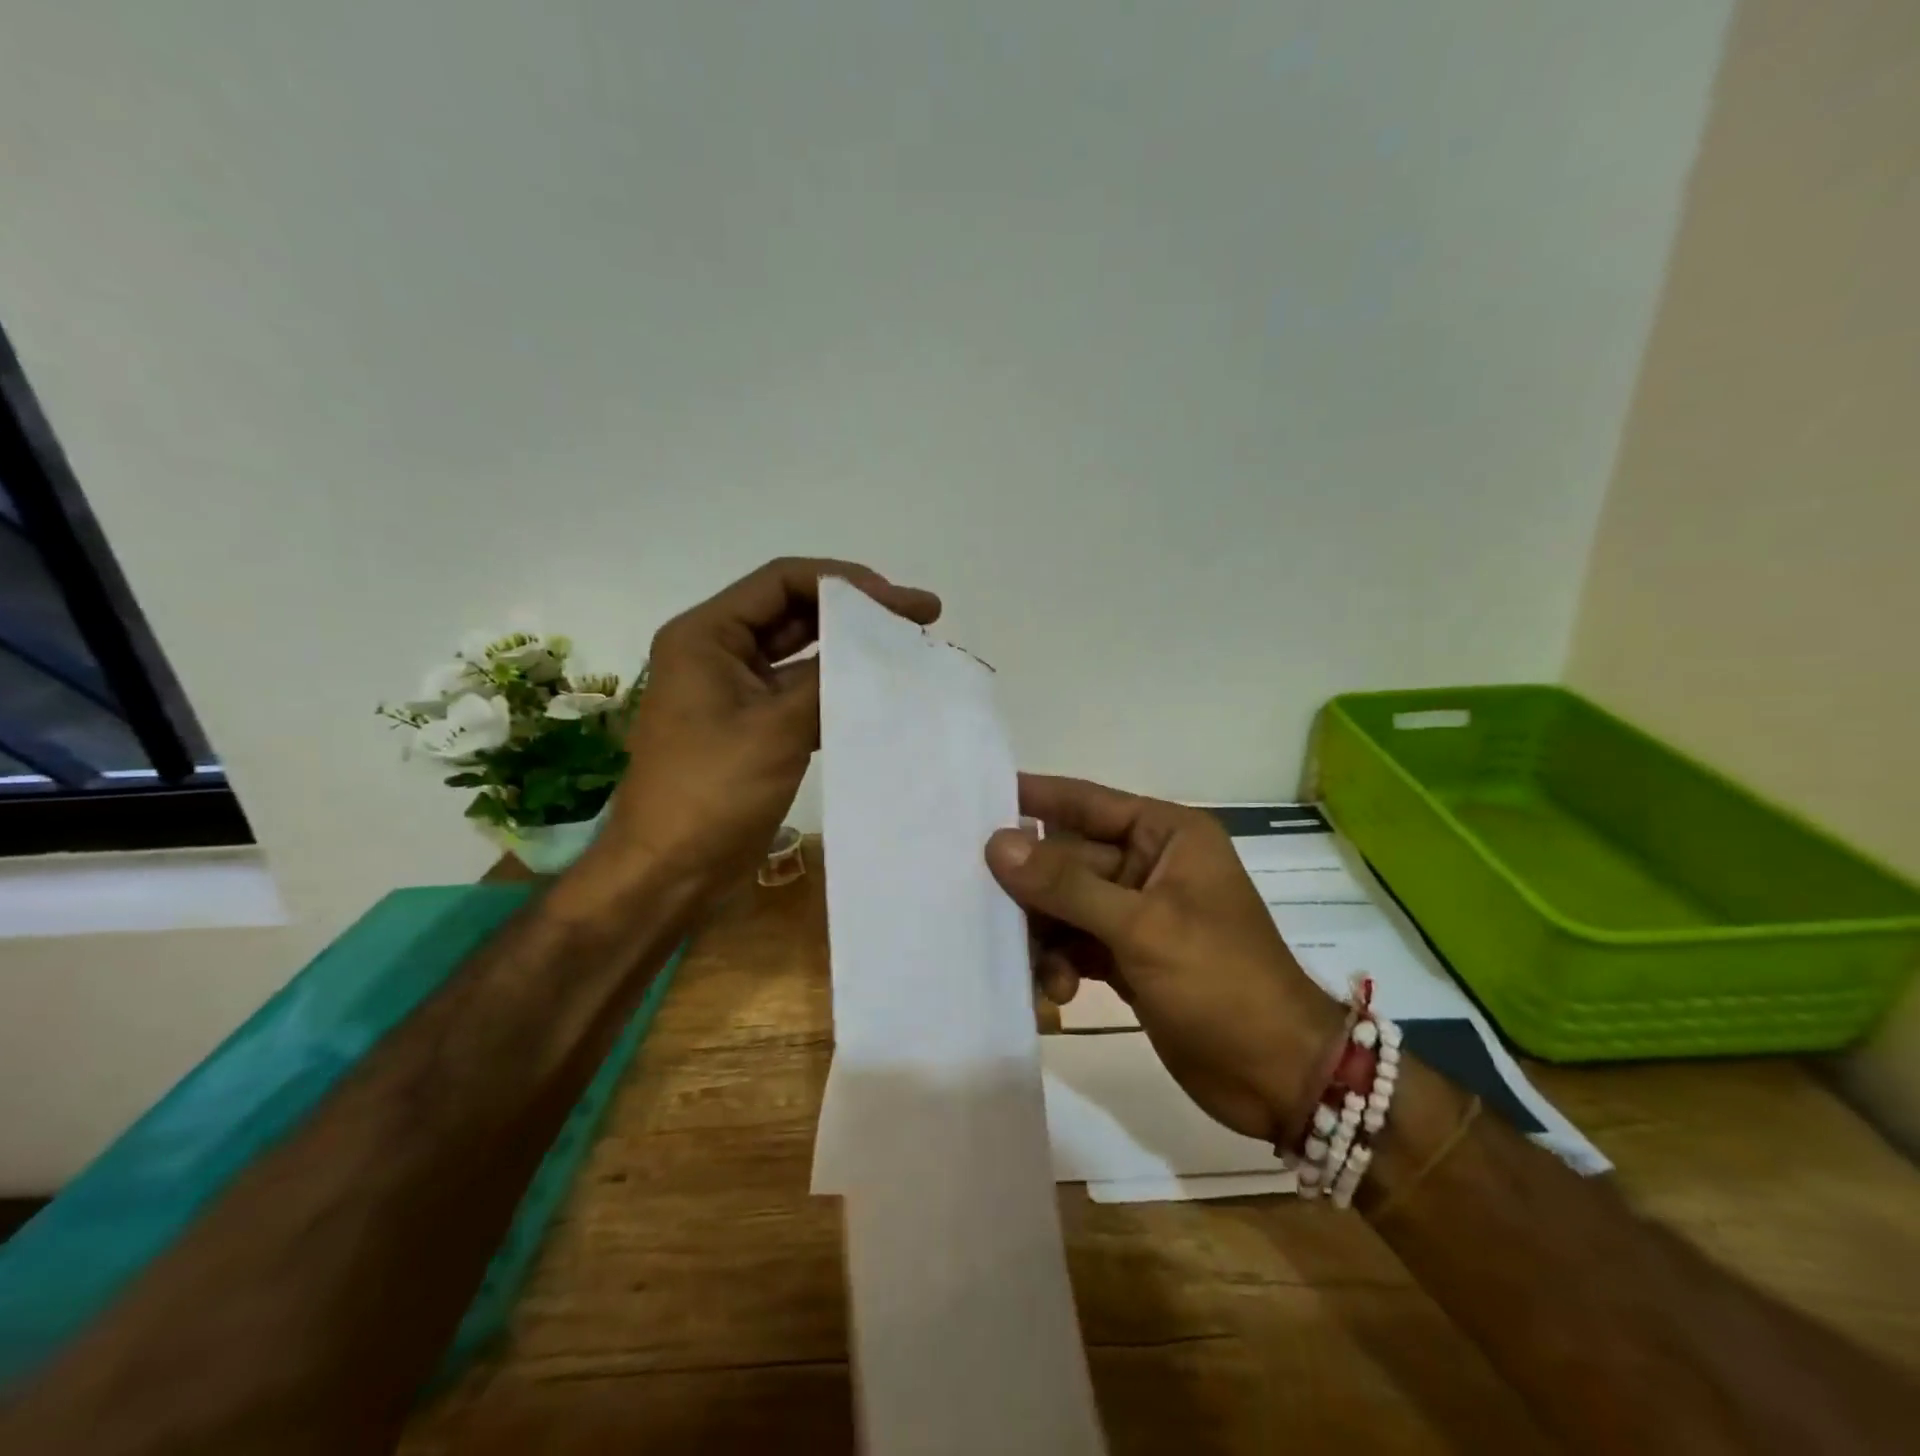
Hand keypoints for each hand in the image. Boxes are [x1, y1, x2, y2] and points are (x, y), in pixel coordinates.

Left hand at [597, 557, 939, 902]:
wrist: (670, 874)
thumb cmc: (711, 792)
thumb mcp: (775, 728)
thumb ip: (829, 679)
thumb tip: (883, 650)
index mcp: (707, 636)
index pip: (782, 582)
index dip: (845, 583)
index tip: (900, 602)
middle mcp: (720, 653)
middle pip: (796, 612)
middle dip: (856, 613)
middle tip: (920, 618)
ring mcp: (737, 692)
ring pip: (803, 655)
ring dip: (852, 652)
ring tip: (911, 651)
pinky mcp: (755, 728)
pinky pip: (802, 694)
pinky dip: (839, 691)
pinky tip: (883, 694)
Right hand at [986, 775, 1344, 1142]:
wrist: (1277, 1076)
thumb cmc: (1221, 982)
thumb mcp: (1142, 927)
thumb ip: (1066, 885)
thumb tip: (997, 844)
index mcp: (1166, 835)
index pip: (1086, 802)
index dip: (1033, 798)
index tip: (974, 797)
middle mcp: (1148, 865)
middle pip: (1066, 858)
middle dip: (1030, 886)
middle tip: (980, 902)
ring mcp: (1136, 913)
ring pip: (1064, 905)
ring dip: (1043, 933)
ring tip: (1037, 969)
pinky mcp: (1127, 957)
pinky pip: (1074, 943)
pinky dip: (1058, 963)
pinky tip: (1055, 992)